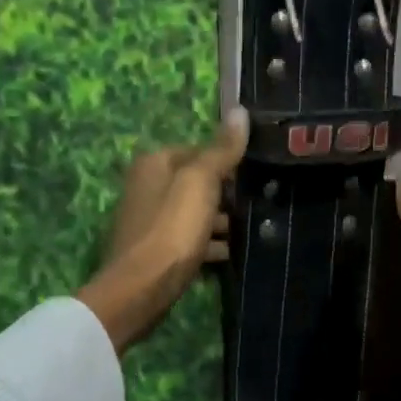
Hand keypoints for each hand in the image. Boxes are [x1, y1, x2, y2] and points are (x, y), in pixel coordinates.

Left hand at [77, 110, 248, 353]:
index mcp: (154, 164)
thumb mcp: (201, 182)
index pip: (198, 151)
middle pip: (196, 183)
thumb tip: (240, 112)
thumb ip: (221, 150)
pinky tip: (233, 253)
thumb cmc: (172, 228)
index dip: (227, 162)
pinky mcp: (156, 252)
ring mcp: (150, 221)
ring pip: (194, 213)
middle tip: (259, 203)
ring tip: (253, 229)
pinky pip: (190, 241)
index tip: (255, 176)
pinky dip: (210, 244)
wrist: (141, 289)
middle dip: (225, 193)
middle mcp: (146, 187)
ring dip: (221, 221)